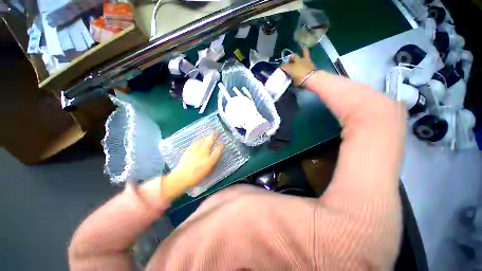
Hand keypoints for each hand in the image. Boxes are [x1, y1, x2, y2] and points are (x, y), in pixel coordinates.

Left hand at [161, 134, 223, 199]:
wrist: (181, 177)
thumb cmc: (196, 177)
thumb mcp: (208, 171)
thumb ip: (213, 163)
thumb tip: (217, 156)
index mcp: (210, 160)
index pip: (218, 150)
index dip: (221, 146)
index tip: (223, 144)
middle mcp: (204, 153)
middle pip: (210, 142)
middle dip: (214, 136)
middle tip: (216, 132)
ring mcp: (196, 150)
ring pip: (203, 140)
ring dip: (206, 137)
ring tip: (209, 135)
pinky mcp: (189, 150)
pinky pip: (196, 142)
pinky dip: (199, 140)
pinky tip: (200, 140)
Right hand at [281, 47, 315, 86]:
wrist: (311, 78)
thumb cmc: (301, 82)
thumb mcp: (294, 83)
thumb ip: (291, 81)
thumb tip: (290, 80)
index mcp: (289, 69)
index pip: (283, 67)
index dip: (281, 69)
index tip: (280, 71)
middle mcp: (294, 63)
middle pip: (288, 61)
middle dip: (288, 62)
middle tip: (288, 66)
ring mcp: (301, 60)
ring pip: (295, 56)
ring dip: (293, 57)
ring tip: (293, 58)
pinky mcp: (307, 60)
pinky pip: (306, 53)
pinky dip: (304, 50)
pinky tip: (302, 47)